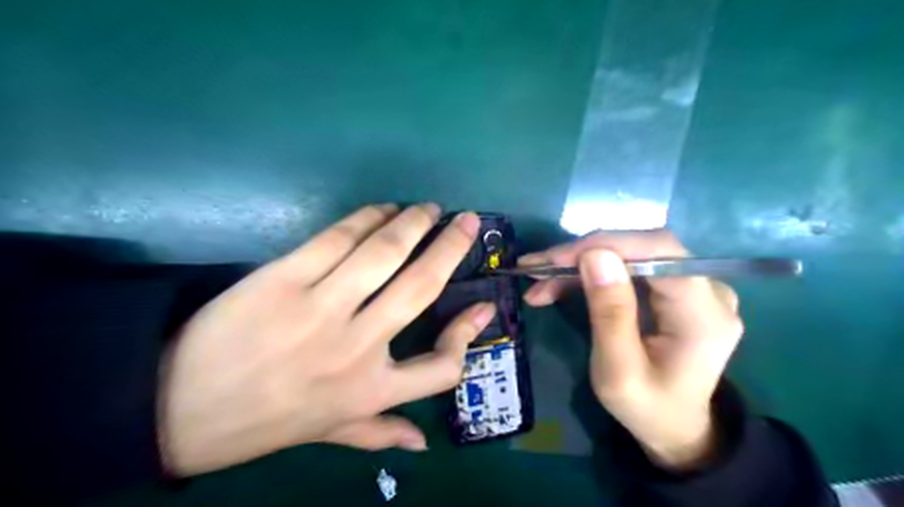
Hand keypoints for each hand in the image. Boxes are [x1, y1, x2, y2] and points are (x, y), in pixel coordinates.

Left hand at [157, 202, 493, 474]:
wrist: (179, 406)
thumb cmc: (267, 421)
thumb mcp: (330, 433)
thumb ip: (380, 434)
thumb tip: (423, 443)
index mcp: (371, 390)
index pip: (443, 367)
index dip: (469, 333)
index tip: (483, 305)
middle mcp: (356, 347)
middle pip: (421, 287)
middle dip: (451, 248)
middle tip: (467, 221)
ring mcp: (320, 308)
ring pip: (383, 253)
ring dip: (412, 222)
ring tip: (427, 209)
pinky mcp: (284, 278)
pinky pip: (337, 238)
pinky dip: (367, 217)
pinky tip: (382, 209)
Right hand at [519, 232, 744, 469]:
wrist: (675, 427)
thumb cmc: (647, 408)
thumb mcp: (618, 372)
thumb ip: (610, 314)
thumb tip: (594, 255)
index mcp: (703, 315)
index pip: (660, 251)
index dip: (607, 244)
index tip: (557, 259)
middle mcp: (708, 290)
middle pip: (642, 248)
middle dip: (584, 254)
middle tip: (538, 269)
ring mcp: (694, 286)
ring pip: (630, 254)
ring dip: (581, 263)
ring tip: (539, 281)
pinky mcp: (674, 288)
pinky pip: (629, 266)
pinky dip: (591, 272)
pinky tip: (560, 284)